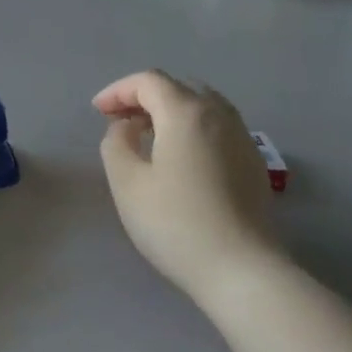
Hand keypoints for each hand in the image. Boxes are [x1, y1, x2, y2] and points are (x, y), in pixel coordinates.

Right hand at [93, 71, 277, 301]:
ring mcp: (242, 136)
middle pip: (177, 87)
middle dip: (144, 96)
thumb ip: (116, 143)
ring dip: (170, 110)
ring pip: (201, 104)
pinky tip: (181, 156)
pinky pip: (218, 125)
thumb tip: (126, 127)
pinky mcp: (253, 160)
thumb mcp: (127, 183)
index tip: (98, 111)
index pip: (148, 81)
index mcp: (186, 112)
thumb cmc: (176, 224)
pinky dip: (192, 126)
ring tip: (148, 135)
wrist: (242, 270)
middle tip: (120, 120)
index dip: (118, 90)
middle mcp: (218, 113)